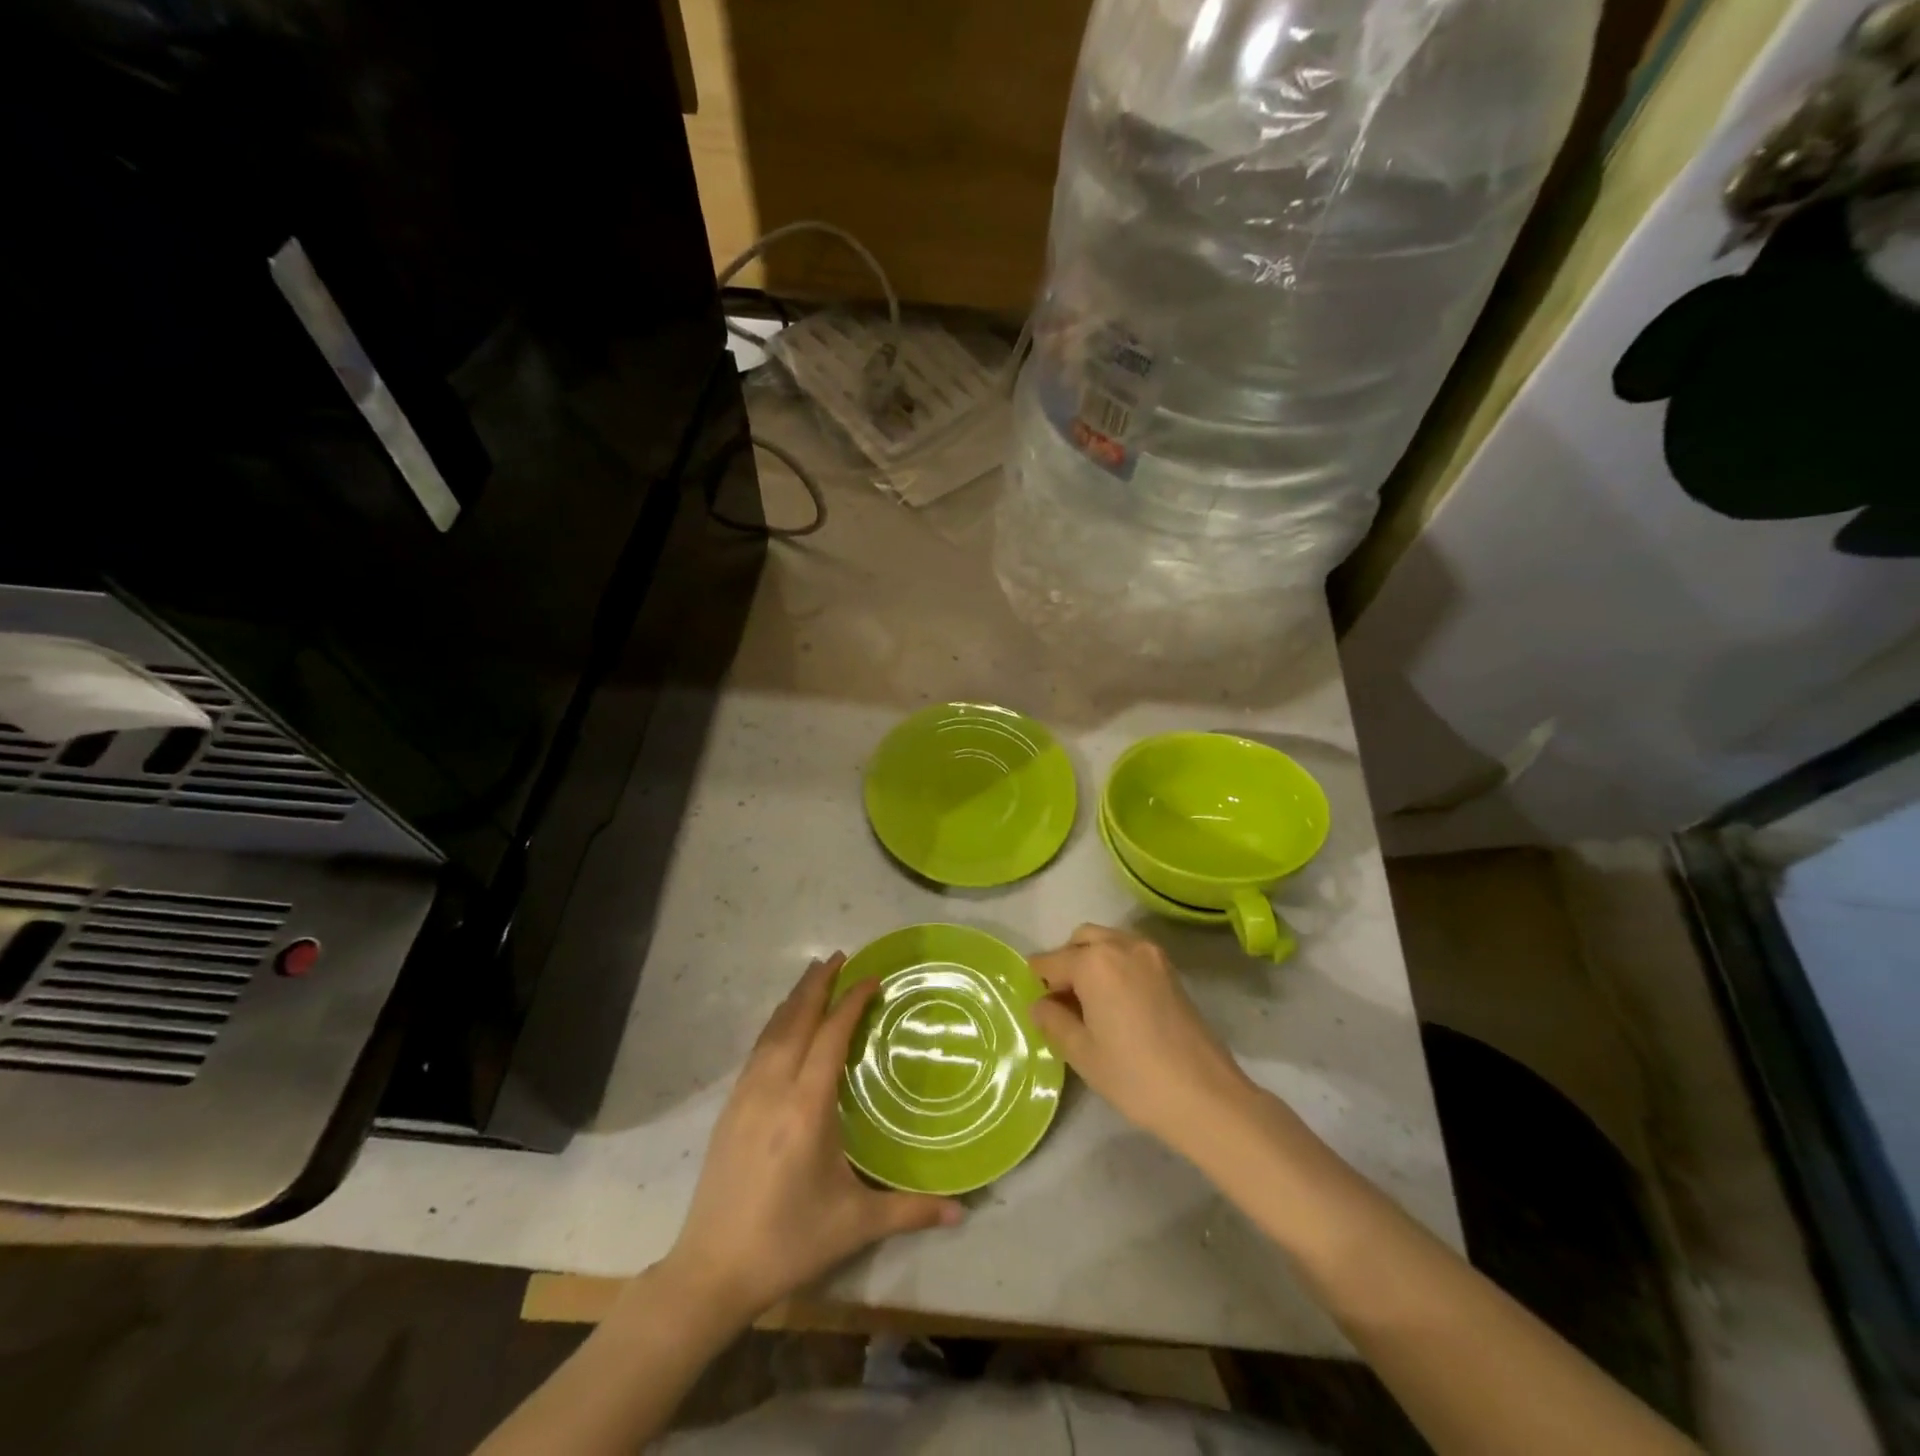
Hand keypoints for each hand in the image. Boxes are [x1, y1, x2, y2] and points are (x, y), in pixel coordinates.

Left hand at [662, 954, 964, 1323]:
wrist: (712, 1271)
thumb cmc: (789, 1242)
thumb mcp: (855, 1224)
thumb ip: (910, 1210)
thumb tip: (964, 1211)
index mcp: (806, 1108)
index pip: (830, 1037)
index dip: (851, 1002)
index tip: (871, 978)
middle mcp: (774, 1090)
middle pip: (797, 1020)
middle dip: (819, 984)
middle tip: (840, 956)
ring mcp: (746, 1096)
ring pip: (772, 1031)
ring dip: (795, 998)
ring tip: (814, 975)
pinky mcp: (730, 1108)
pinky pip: (757, 1050)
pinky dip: (775, 1024)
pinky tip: (782, 1023)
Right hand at [1029, 924, 1256, 1155]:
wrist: (1206, 1096)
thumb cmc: (1134, 1076)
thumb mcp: (1082, 1053)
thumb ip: (1053, 1021)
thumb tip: (1039, 1005)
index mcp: (1094, 961)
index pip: (1051, 961)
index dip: (1038, 982)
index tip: (1038, 1006)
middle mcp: (1122, 945)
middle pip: (1081, 940)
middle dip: (1066, 962)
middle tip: (1063, 1002)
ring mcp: (1151, 954)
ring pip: (1107, 941)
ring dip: (1091, 960)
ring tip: (1090, 1003)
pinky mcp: (1170, 970)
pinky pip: (1130, 953)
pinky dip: (1115, 965)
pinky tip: (1116, 1003)